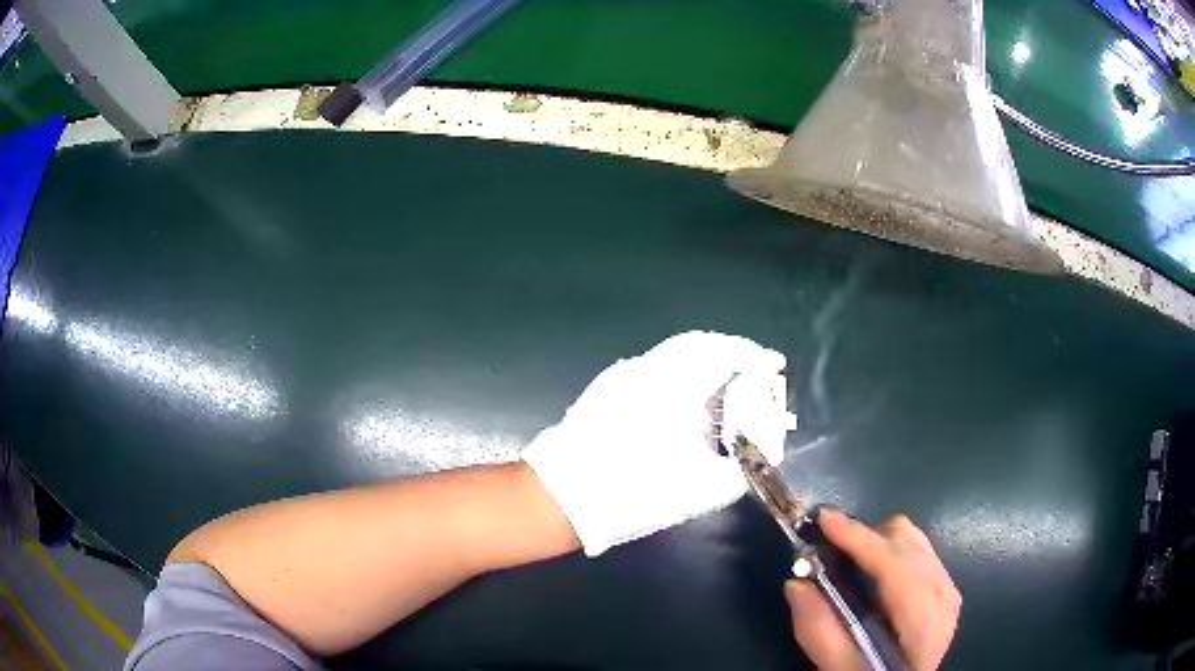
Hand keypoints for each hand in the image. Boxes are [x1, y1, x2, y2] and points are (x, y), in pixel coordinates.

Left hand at [522, 331, 787, 555]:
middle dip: (729, 353)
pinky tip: (686, 401)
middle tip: (752, 370)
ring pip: (672, 355)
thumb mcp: (700, 489)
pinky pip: (654, 369)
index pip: (721, 350)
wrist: (564, 497)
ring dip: (703, 363)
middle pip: (697, 345)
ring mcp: (621, 377)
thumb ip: (738, 469)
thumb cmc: (635, 490)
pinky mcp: (605, 390)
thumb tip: (759, 453)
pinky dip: (679, 375)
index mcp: (672, 383)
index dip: (752, 354)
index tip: (773, 363)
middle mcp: (646, 368)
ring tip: (725, 386)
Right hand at [786, 510, 960, 670]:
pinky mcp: (945, 584)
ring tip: (847, 561)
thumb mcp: (839, 667)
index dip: (860, 539)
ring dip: (877, 541)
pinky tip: (873, 573)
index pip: (896, 567)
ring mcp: (948, 587)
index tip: (824, 519)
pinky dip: (890, 549)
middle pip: (905, 541)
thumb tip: (796, 583)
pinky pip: (918, 547)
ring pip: (912, 537)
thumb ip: (819, 632)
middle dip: (864, 538)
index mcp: (923, 622)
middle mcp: (943, 595)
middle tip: (826, 549)